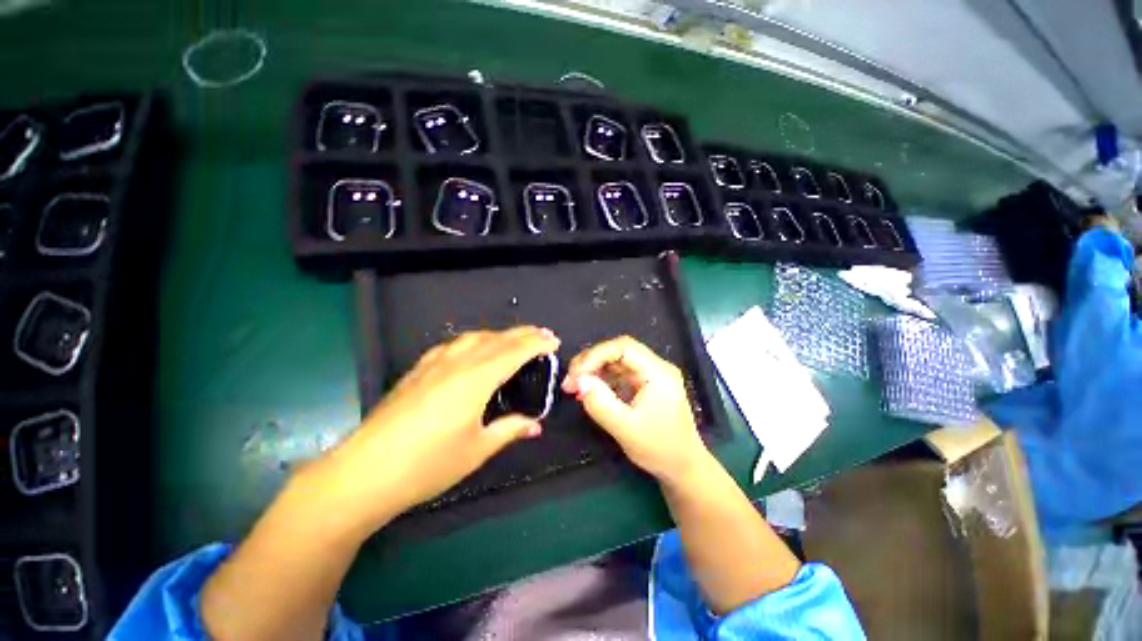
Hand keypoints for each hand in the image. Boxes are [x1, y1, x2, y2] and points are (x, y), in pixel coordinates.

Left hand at [316, 326, 559, 530]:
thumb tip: (535, 424)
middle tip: (542, 334)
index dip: (536, 344)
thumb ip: (509, 430)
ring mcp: (433, 364)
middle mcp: (457, 363)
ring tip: (513, 340)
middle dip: (523, 334)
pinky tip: (472, 350)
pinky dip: (473, 341)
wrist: (363, 472)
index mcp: (475, 379)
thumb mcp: (476, 450)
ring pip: (473, 337)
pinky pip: (453, 345)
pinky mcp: (417, 370)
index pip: (514, 351)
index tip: (553, 342)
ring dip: (498, 335)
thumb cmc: (427, 465)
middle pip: (496, 339)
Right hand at [562, 336, 710, 482]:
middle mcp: (654, 367)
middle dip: (591, 361)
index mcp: (658, 372)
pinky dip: (599, 379)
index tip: (576, 374)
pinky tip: (587, 390)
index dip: (596, 355)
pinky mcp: (642, 384)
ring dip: (592, 369)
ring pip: (615, 360)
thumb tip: (578, 381)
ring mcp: (648, 375)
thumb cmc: (660, 449)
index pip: (624, 347)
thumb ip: (601, 404)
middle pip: (618, 351)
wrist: (682, 467)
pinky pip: (617, 373)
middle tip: (569, 379)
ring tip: (573, 385)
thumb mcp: (626, 429)